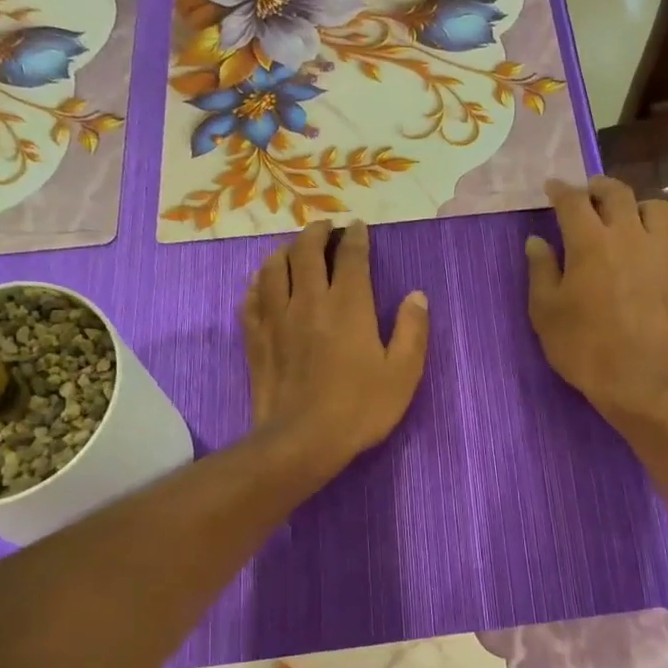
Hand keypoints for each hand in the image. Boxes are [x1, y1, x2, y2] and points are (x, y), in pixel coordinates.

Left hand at [243, 219, 429, 474]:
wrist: (302, 440)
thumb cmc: (360, 408)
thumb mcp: (403, 374)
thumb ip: (412, 331)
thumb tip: (416, 296)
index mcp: (348, 305)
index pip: (350, 257)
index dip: (355, 237)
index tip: (357, 226)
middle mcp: (309, 301)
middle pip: (306, 251)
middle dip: (317, 233)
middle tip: (325, 227)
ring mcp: (277, 318)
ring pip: (273, 268)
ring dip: (284, 251)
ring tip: (293, 248)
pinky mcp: (255, 338)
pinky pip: (251, 298)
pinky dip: (258, 283)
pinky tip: (262, 284)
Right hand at [526, 177, 667, 430]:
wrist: (642, 381)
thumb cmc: (584, 348)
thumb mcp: (546, 313)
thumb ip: (541, 271)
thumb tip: (536, 241)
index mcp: (590, 241)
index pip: (573, 200)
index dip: (560, 190)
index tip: (552, 188)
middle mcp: (630, 235)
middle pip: (618, 193)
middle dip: (600, 188)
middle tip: (590, 195)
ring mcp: (664, 253)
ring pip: (657, 209)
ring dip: (639, 208)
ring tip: (630, 222)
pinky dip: (662, 247)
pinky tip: (654, 263)